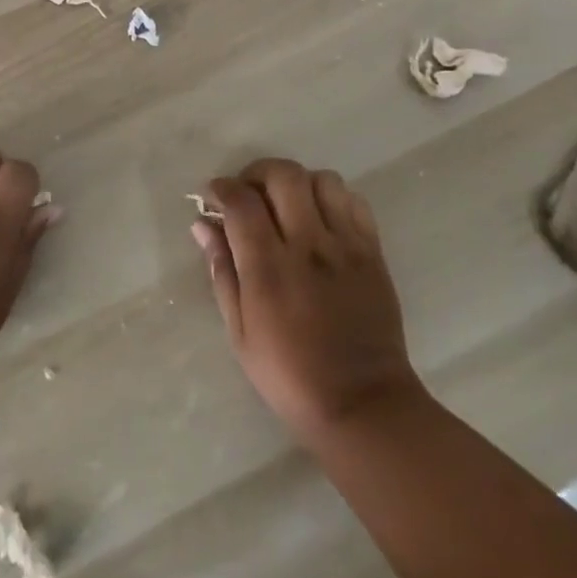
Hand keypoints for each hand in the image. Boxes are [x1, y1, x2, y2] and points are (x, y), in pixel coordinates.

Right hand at [191, 159, 423, 445]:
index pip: (242, 201)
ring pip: (322, 180)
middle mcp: (308, 245)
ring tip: (287, 205)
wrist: (362, 404)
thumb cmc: (289, 374)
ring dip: (297, 183)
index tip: (213, 195)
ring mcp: (346, 245)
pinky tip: (321, 220)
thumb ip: (222, 270)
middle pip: (283, 175)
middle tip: (249, 193)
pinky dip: (332, 198)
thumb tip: (203, 225)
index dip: (222, 187)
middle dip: (257, 173)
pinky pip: (354, 201)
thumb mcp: (240, 332)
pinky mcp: (373, 252)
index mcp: (269, 268)